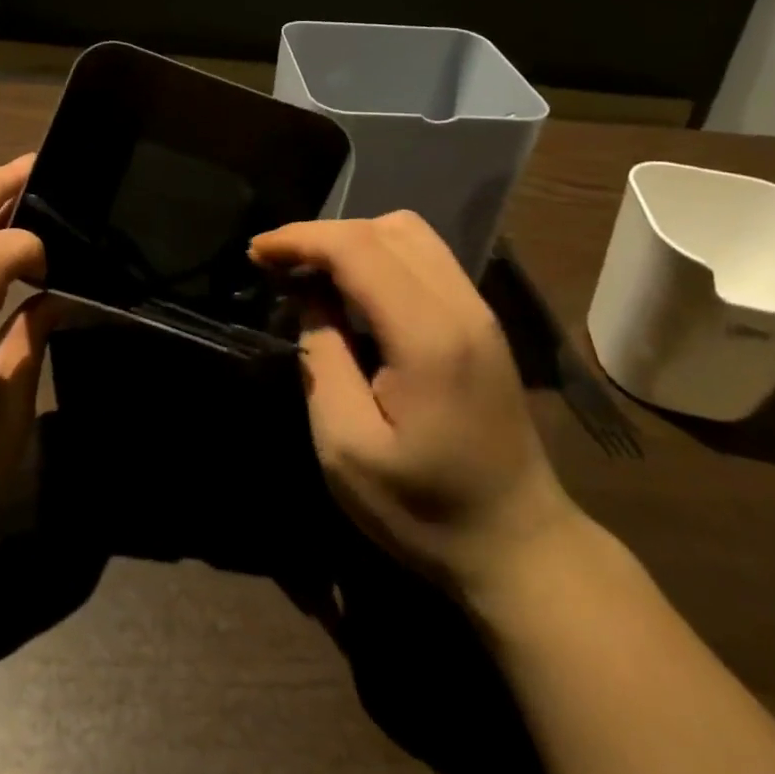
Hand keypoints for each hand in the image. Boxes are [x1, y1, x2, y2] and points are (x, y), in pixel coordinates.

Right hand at [251, 212, 582, 604]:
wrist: (518, 545)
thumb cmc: (425, 510)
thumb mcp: (346, 447)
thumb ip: (322, 358)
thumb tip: (309, 297)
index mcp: (428, 336)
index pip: (358, 248)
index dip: (300, 238)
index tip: (256, 252)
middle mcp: (461, 306)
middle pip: (384, 228)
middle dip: (322, 235)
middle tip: (278, 266)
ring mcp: (478, 310)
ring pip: (409, 233)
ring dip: (352, 240)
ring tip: (312, 273)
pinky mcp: (481, 321)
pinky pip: (424, 256)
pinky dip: (379, 254)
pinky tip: (353, 290)